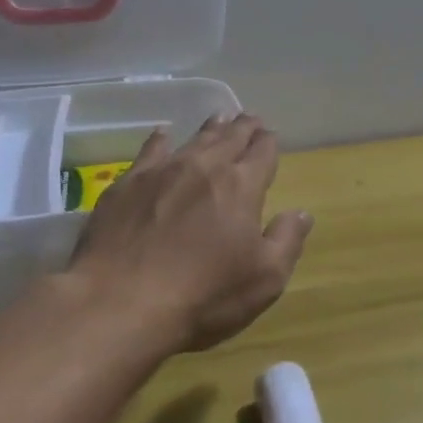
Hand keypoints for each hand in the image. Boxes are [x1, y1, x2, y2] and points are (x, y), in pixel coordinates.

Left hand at [68, 115, 312, 354]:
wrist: (120, 302)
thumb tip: (301, 213)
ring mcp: (162, 172)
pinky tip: (163, 134)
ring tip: (219, 119)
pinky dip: (161, 139)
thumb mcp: (264, 279)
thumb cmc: (203, 295)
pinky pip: (150, 150)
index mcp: (241, 186)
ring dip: (211, 129)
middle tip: (250, 119)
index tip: (271, 136)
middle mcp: (204, 167)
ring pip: (194, 139)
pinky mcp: (127, 184)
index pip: (262, 153)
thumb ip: (287, 240)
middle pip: (229, 137)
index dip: (268, 142)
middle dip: (243, 127)